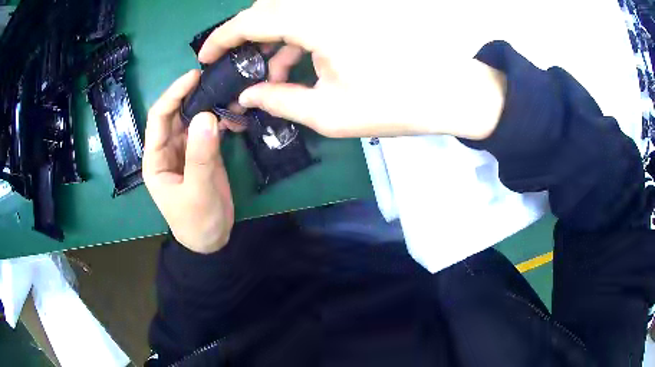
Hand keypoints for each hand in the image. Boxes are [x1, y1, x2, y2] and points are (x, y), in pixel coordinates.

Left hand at [143, 70, 233, 253]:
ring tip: (228, 89)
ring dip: (208, 104)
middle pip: (176, 113)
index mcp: (156, 158)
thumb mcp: (197, 192)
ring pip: (193, 119)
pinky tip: (233, 111)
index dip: (173, 95)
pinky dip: (219, 118)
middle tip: (216, 77)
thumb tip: (206, 116)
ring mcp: (186, 150)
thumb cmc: (197, 222)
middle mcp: (168, 149)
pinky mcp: (203, 153)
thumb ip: (200, 156)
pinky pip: (208, 130)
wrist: (212, 240)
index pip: (159, 118)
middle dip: (192, 95)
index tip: (193, 77)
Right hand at [199, 0, 506, 139]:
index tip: (205, 58)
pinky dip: (293, 39)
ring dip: (271, 41)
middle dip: (246, 38)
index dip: (222, 38)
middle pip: (268, 9)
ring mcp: (341, 8)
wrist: (447, 94)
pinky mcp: (351, 15)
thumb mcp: (328, 113)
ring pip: (288, 13)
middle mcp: (325, 6)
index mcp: (316, 22)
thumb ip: (279, 101)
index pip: (252, 20)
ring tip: (268, 78)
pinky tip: (294, 66)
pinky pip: (309, 18)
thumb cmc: (393, 105)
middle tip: (239, 69)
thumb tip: (245, 97)